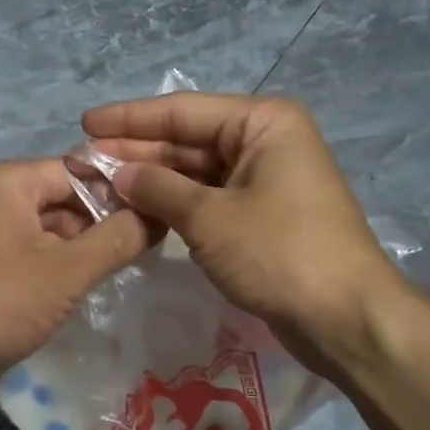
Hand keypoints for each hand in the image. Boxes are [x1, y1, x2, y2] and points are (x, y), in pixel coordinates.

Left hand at [0, 158, 148, 385]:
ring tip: (124, 266)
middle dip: (103, 221)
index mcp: (8, 181)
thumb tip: (158, 214)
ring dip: (82, 247)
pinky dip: (57, 266)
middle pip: (63, 199)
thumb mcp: (68, 269)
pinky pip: (29, 255)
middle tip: (148, 245)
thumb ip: (117, 239)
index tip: (159, 212)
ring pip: (47, 230)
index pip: (79, 169)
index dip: (120, 190)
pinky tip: (84, 287)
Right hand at [81, 92, 410, 372]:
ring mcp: (265, 180)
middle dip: (137, 152)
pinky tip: (138, 209)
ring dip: (152, 180)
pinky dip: (175, 204)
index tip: (85, 124)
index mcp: (262, 123)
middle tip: (83, 162)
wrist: (345, 317)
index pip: (183, 111)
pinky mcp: (262, 215)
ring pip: (196, 172)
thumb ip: (159, 188)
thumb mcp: (210, 217)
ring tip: (101, 186)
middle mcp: (265, 142)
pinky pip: (209, 198)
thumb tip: (119, 173)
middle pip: (188, 140)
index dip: (130, 118)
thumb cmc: (279, 252)